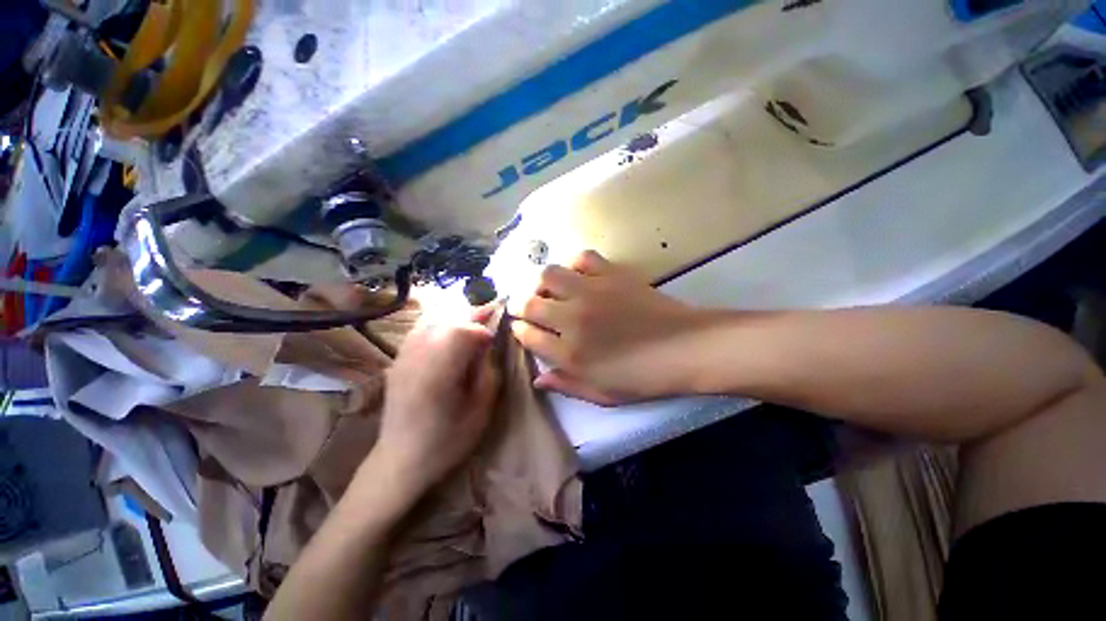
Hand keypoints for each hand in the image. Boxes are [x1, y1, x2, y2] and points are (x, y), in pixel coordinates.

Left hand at [371, 313, 499, 498]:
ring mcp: (403, 356)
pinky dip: (439, 324)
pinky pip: (420, 328)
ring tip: (471, 325)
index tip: (494, 339)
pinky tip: (449, 333)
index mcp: (438, 373)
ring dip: (455, 318)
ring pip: (432, 319)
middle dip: (471, 317)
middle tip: (488, 321)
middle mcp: (417, 357)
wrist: (400, 460)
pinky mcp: (397, 359)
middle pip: (447, 319)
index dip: (482, 329)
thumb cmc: (447, 440)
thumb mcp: (480, 410)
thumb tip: (488, 345)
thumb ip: (487, 371)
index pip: (463, 331)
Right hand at [511, 251, 709, 404]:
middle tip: (526, 307)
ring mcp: (592, 292)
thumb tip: (538, 378)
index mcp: (570, 354)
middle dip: (520, 305)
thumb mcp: (602, 394)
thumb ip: (566, 385)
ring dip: (542, 283)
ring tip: (548, 290)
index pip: (527, 336)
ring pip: (548, 275)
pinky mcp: (611, 274)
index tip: (521, 328)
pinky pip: (583, 258)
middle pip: (530, 303)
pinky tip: (578, 275)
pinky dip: (574, 264)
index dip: (519, 331)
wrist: (686, 348)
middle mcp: (573, 319)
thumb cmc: (644, 377)